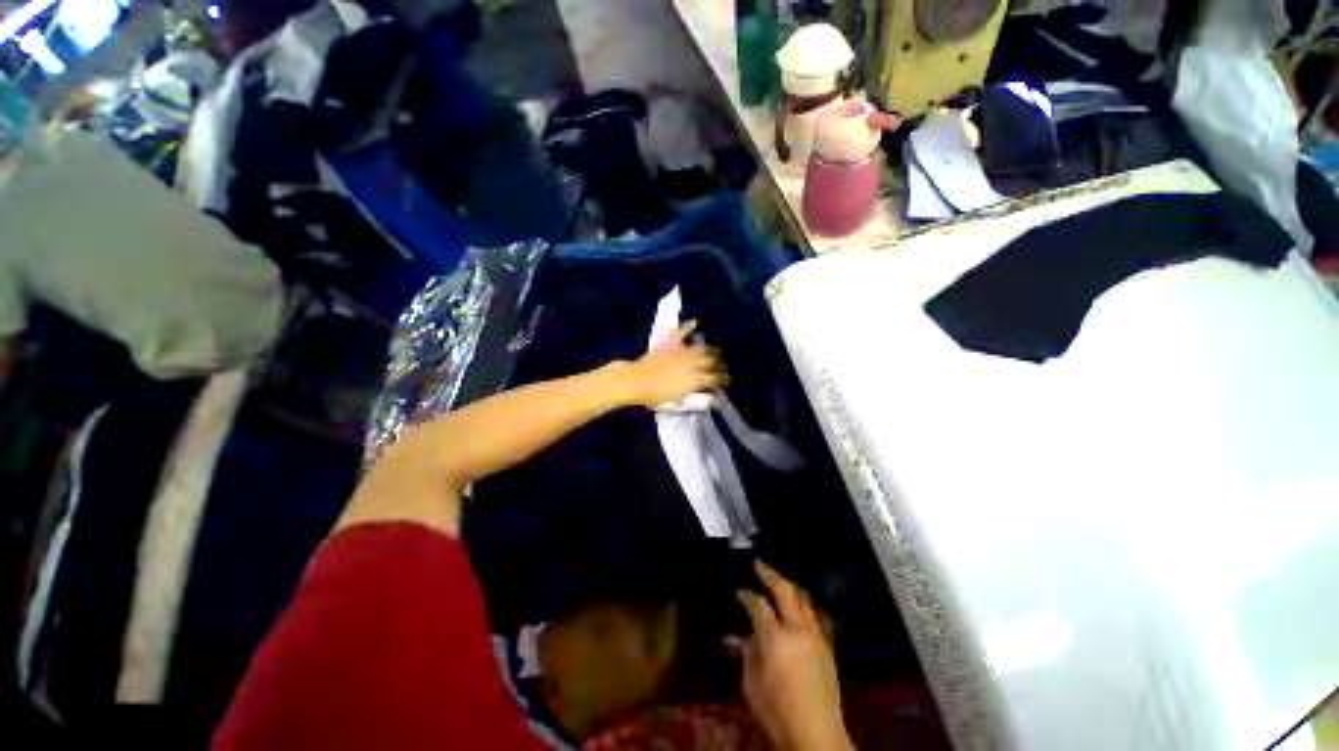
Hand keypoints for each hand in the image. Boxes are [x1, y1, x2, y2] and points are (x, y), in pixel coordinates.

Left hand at [614, 321, 727, 407]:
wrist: (635, 382)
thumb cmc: (654, 396)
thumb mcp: (677, 403)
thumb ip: (696, 399)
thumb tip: (713, 398)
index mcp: (693, 380)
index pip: (715, 378)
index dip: (723, 379)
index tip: (727, 380)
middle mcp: (691, 364)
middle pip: (711, 361)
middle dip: (720, 364)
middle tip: (722, 366)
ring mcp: (680, 352)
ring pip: (701, 348)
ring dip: (711, 348)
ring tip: (716, 350)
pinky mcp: (669, 344)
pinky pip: (680, 332)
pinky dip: (688, 327)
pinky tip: (695, 322)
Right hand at [737, 562, 850, 750]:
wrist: (817, 735)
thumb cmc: (777, 712)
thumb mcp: (751, 684)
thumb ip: (748, 653)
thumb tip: (746, 635)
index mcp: (775, 638)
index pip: (758, 604)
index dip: (746, 595)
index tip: (739, 591)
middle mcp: (798, 629)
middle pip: (785, 590)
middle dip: (770, 574)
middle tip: (759, 565)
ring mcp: (816, 636)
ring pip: (804, 599)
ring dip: (789, 586)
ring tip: (778, 581)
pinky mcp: (827, 647)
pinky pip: (814, 615)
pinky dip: (803, 605)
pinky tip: (797, 606)